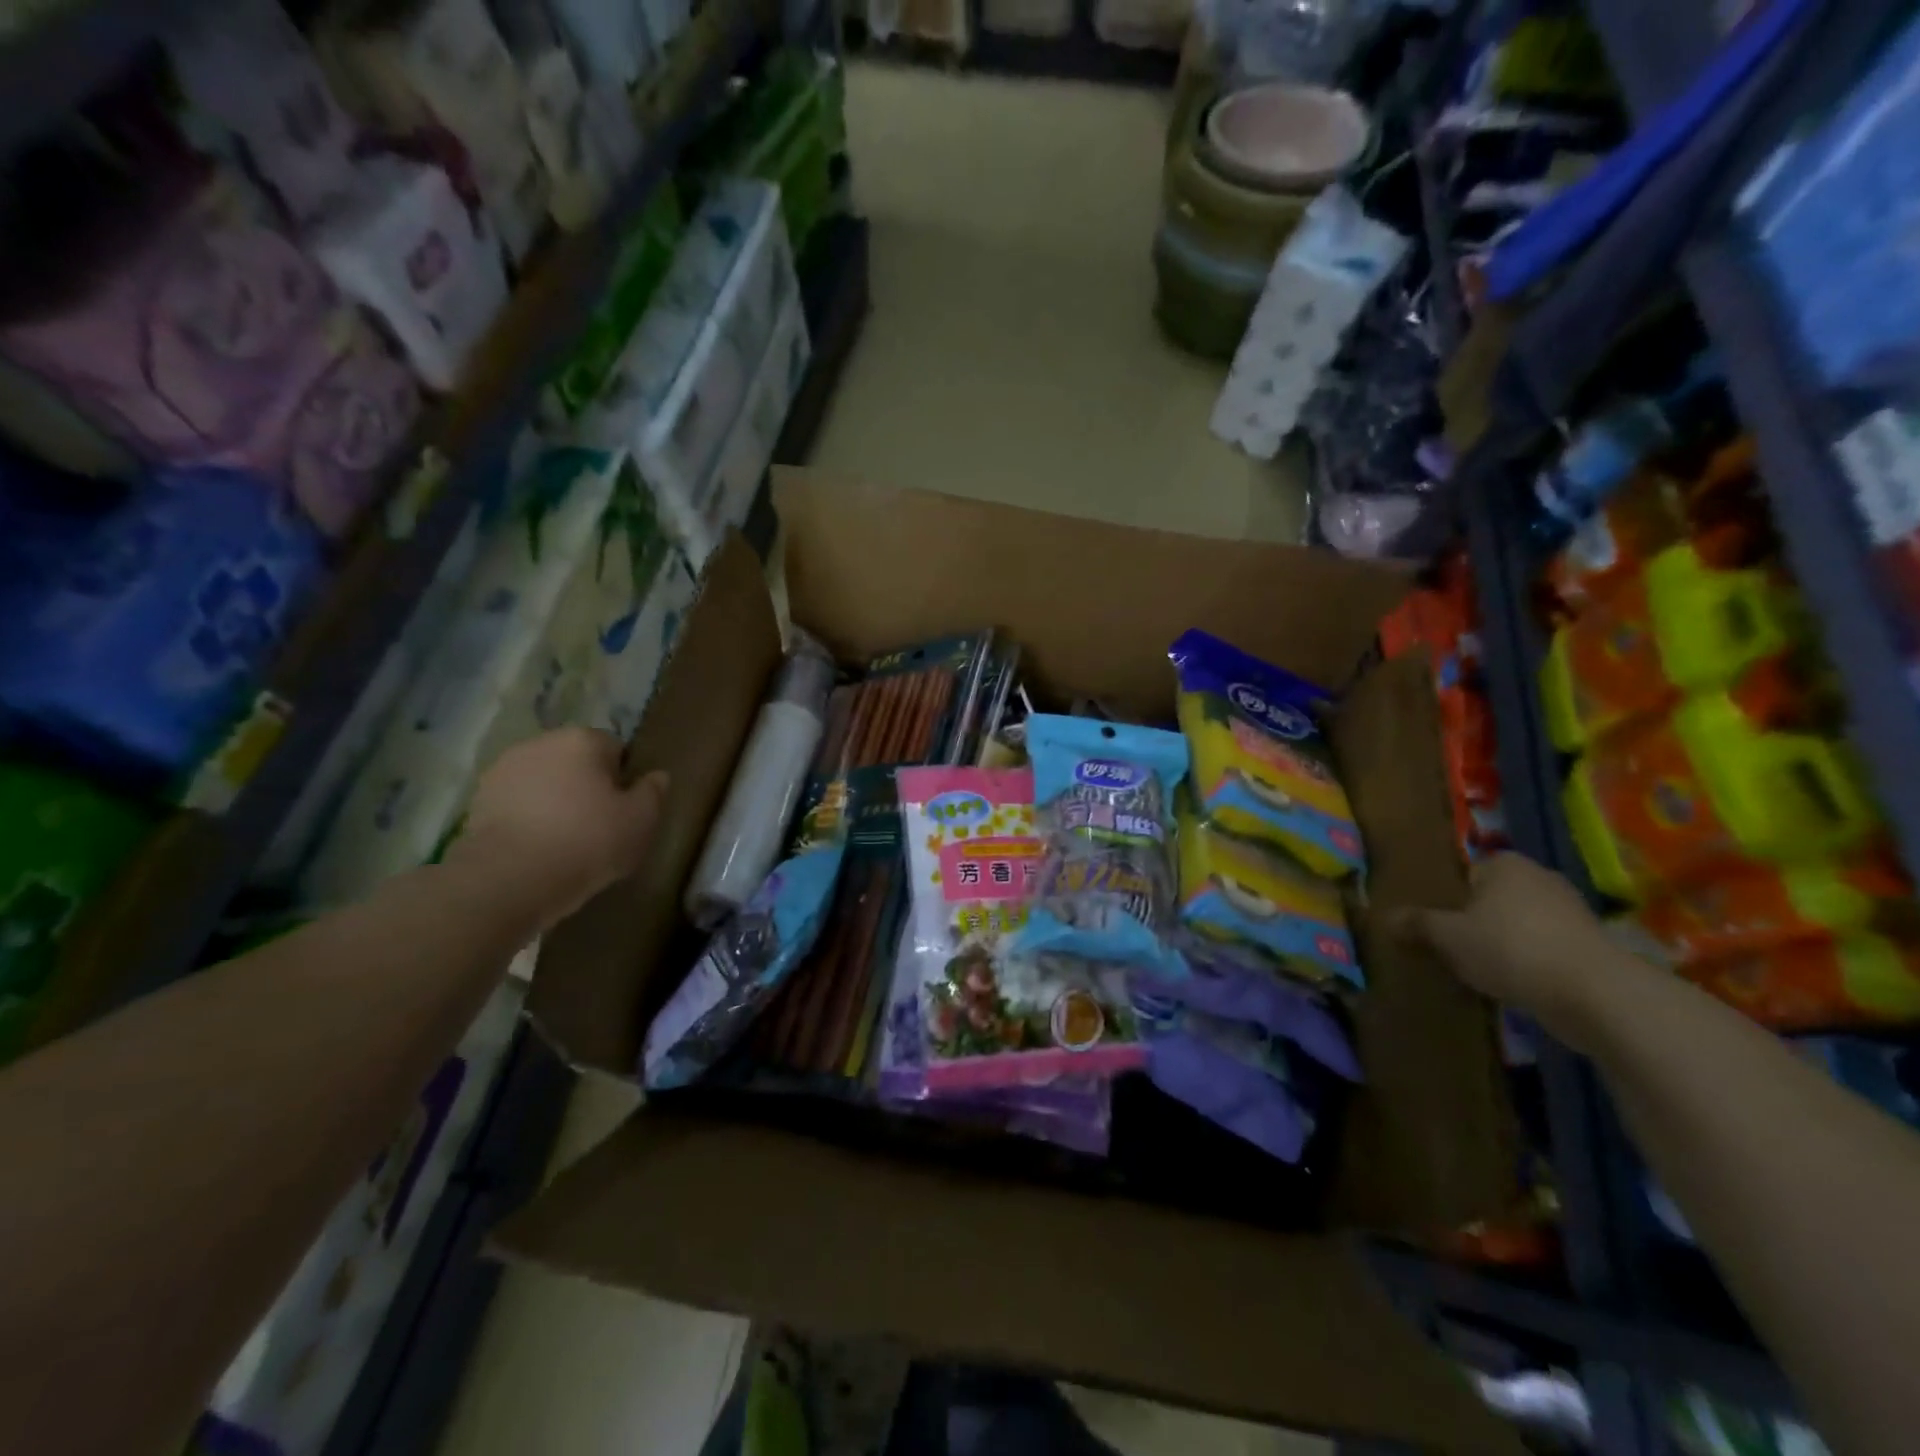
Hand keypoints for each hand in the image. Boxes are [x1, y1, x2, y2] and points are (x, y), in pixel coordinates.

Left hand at [455, 728, 668, 929]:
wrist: (508, 880)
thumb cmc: (587, 842)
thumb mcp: (641, 820)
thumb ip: (654, 792)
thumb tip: (657, 776)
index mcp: (582, 739)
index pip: (616, 750)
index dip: (624, 781)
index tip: (625, 811)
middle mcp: (540, 743)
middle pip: (577, 763)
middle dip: (587, 787)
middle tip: (600, 827)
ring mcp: (503, 770)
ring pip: (545, 783)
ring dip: (556, 802)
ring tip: (566, 842)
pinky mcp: (478, 800)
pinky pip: (518, 804)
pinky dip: (528, 819)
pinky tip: (537, 849)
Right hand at [1395, 852, 1619, 1050]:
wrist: (1594, 993)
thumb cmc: (1510, 948)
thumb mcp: (1448, 937)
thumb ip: (1417, 924)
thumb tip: (1385, 917)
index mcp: (1505, 864)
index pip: (1467, 874)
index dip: (1449, 900)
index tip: (1438, 926)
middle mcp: (1540, 877)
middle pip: (1494, 899)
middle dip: (1477, 921)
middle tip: (1454, 949)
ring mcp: (1572, 911)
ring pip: (1521, 924)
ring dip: (1505, 944)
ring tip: (1483, 971)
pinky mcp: (1591, 945)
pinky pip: (1545, 947)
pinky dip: (1531, 962)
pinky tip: (1515, 984)